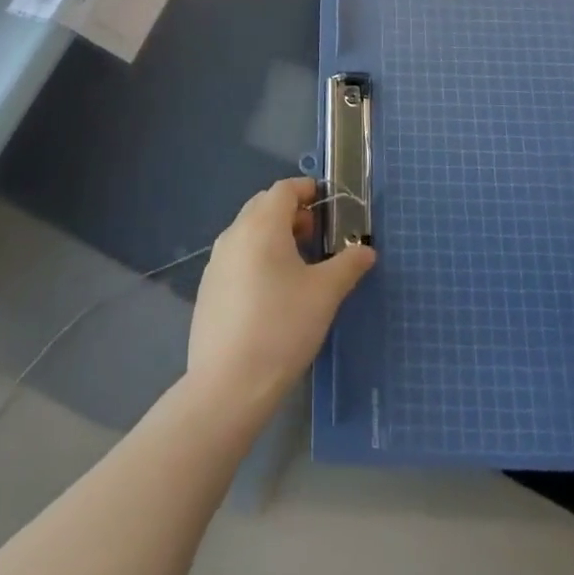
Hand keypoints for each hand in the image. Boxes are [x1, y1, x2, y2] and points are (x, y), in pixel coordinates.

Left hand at [187, 178, 374, 415]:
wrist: (228, 385)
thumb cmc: (282, 328)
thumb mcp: (325, 294)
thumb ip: (348, 265)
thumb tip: (366, 250)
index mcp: (261, 225)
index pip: (284, 189)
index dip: (307, 190)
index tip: (328, 206)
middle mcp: (234, 233)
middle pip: (264, 206)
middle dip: (291, 213)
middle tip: (316, 236)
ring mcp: (216, 261)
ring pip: (248, 232)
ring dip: (273, 236)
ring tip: (298, 266)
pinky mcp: (207, 288)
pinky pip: (236, 257)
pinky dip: (256, 258)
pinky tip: (271, 293)